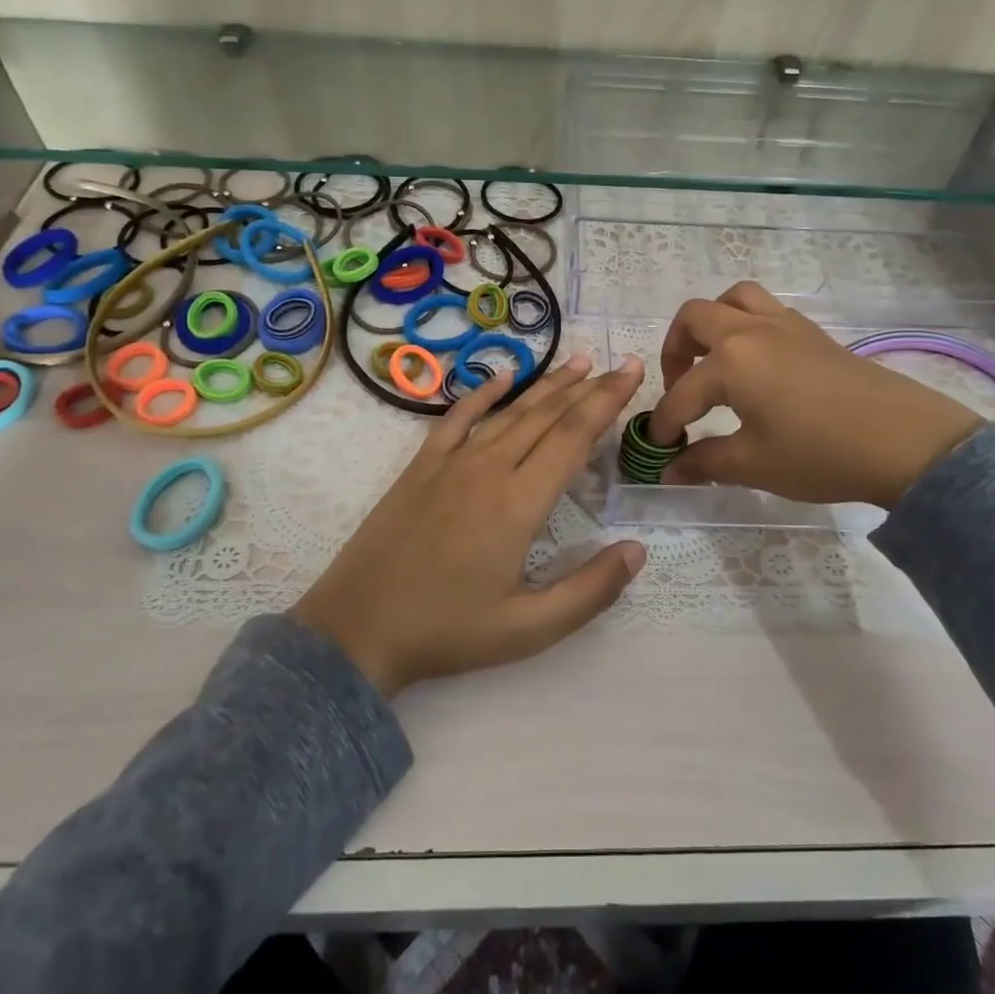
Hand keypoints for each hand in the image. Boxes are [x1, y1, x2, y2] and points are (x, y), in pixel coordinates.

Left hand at [292, 354, 646, 696]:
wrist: (357, 628)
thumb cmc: (447, 630)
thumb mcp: (529, 629)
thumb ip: (589, 590)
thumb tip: (637, 550)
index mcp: (520, 503)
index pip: (574, 437)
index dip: (606, 402)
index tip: (632, 373)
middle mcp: (489, 468)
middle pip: (548, 416)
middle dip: (589, 387)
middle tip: (622, 364)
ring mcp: (451, 462)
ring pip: (510, 411)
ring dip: (548, 385)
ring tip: (579, 362)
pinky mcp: (421, 466)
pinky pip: (457, 417)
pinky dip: (483, 393)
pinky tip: (503, 375)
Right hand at [649, 283, 981, 505]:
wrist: (904, 442)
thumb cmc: (820, 453)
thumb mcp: (754, 465)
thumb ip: (705, 462)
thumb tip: (671, 470)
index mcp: (730, 361)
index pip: (681, 393)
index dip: (665, 423)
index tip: (660, 448)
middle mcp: (751, 330)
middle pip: (695, 317)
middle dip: (675, 350)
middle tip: (681, 387)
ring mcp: (785, 325)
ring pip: (734, 298)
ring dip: (712, 323)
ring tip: (714, 360)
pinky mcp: (812, 332)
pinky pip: (766, 310)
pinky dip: (747, 325)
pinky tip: (757, 365)